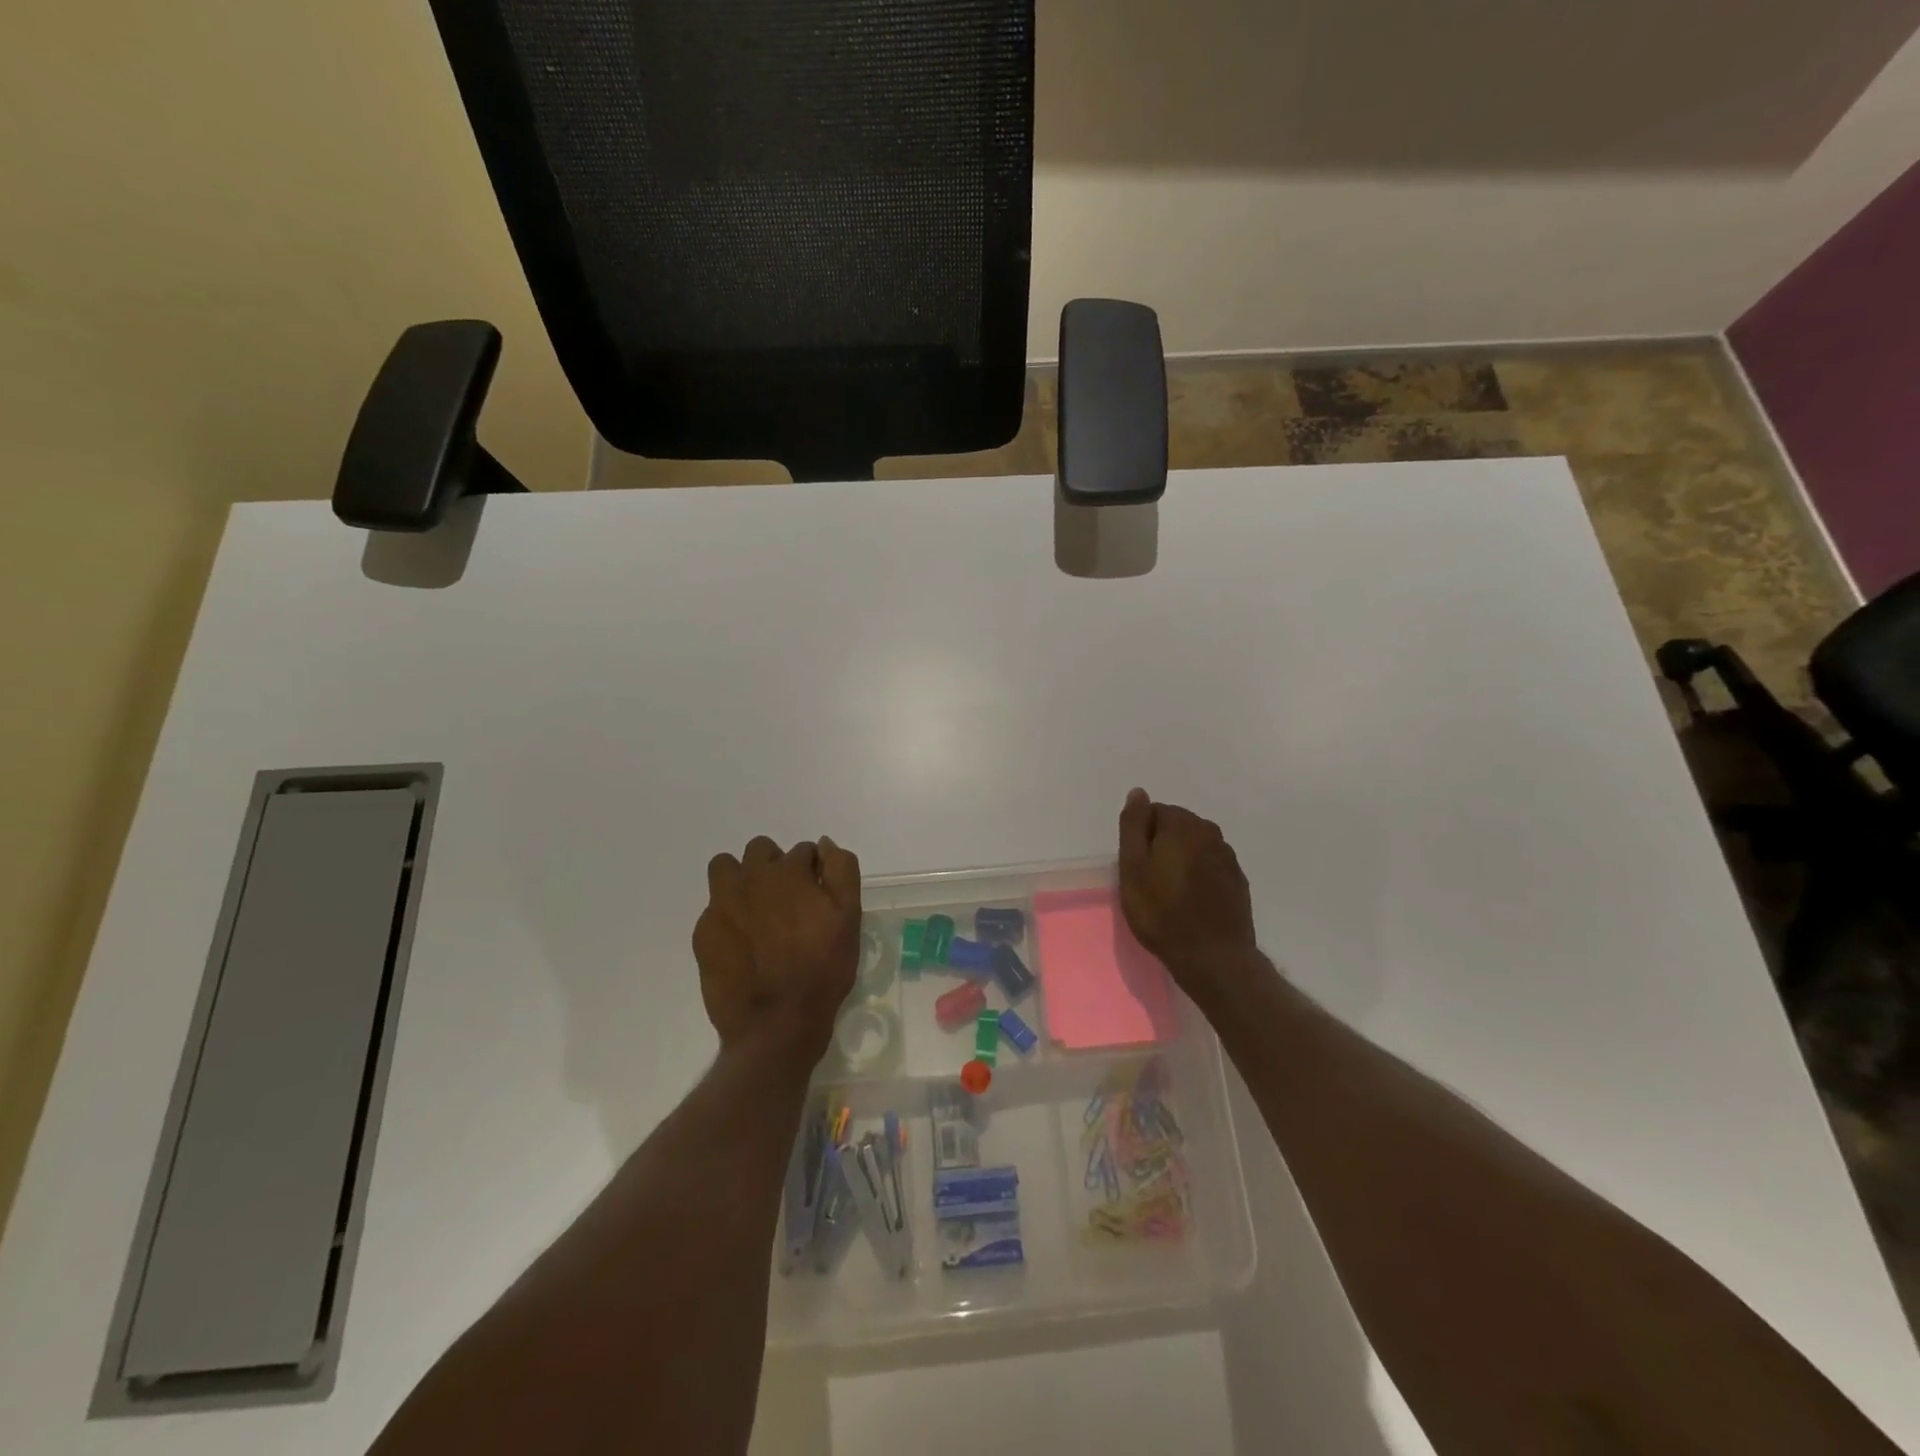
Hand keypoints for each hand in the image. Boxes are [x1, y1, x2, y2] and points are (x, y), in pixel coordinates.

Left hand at [694, 835, 860, 1060]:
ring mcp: (721, 905)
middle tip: (788, 900)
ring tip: (756, 911)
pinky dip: (728, 917)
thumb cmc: (822, 969)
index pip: (804, 851)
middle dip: (775, 866)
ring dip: (741, 879)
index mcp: (788, 872)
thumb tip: (823, 844)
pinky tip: (742, 945)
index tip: (818, 895)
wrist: (777, 1024)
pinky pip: (714, 909)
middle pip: (760, 850)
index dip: (814, 871)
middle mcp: (750, 879)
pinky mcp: (703, 933)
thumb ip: (841, 871)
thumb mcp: (849, 917)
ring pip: (725, 869)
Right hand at [1117, 789, 1257, 992]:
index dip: (1141, 839)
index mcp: (1183, 825)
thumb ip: (1133, 825)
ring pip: (1195, 847)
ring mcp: (1229, 857)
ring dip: (1182, 861)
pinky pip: (1211, 866)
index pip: (1154, 812)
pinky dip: (1199, 876)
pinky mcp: (1238, 880)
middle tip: (1151, 882)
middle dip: (1162, 846)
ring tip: (1171, 893)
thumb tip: (1138, 793)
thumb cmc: (1162, 912)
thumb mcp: (1133, 867)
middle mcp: (1210, 832)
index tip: (1138, 867)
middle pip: (1177, 827)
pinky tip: (1192, 902)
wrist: (1212, 957)